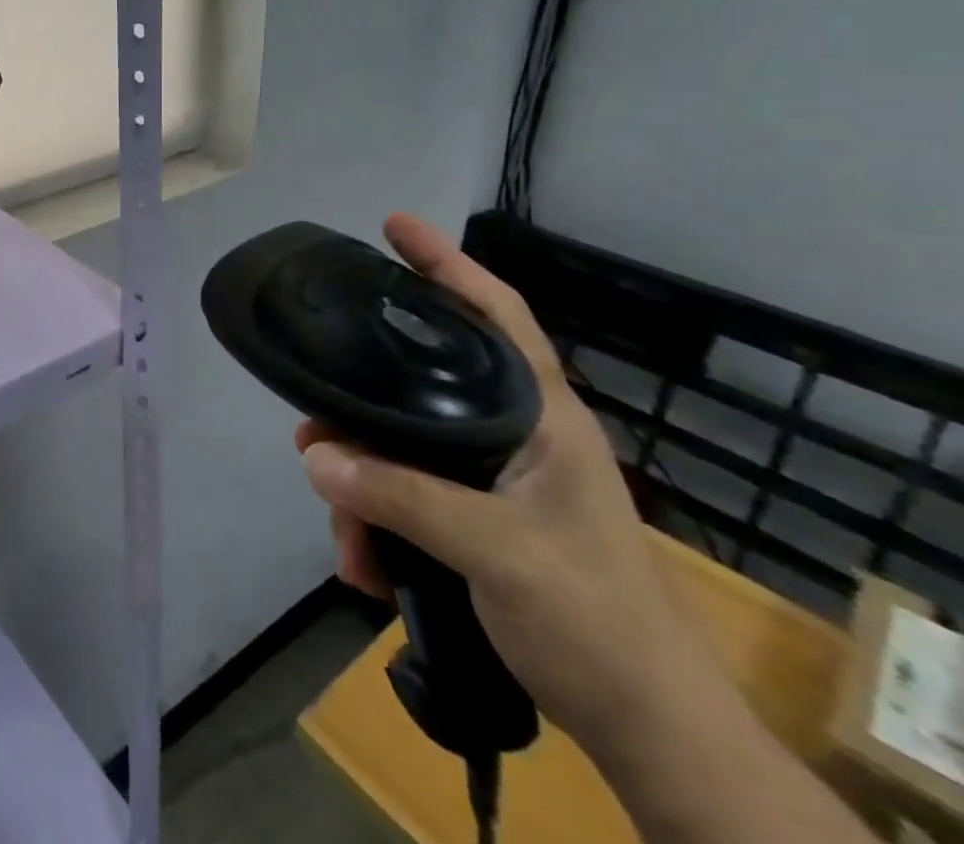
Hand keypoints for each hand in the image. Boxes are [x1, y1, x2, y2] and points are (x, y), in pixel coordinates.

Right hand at [296, 213, 713, 765]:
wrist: (651, 736)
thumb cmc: (596, 623)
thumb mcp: (496, 552)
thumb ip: (401, 496)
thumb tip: (313, 454)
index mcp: (541, 418)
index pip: (497, 315)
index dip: (447, 264)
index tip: (393, 226)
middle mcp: (514, 436)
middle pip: (419, 389)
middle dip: (360, 413)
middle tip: (312, 428)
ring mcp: (493, 481)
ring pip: (401, 451)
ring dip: (361, 491)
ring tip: (344, 540)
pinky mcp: (476, 522)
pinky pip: (404, 499)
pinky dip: (376, 527)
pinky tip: (365, 568)